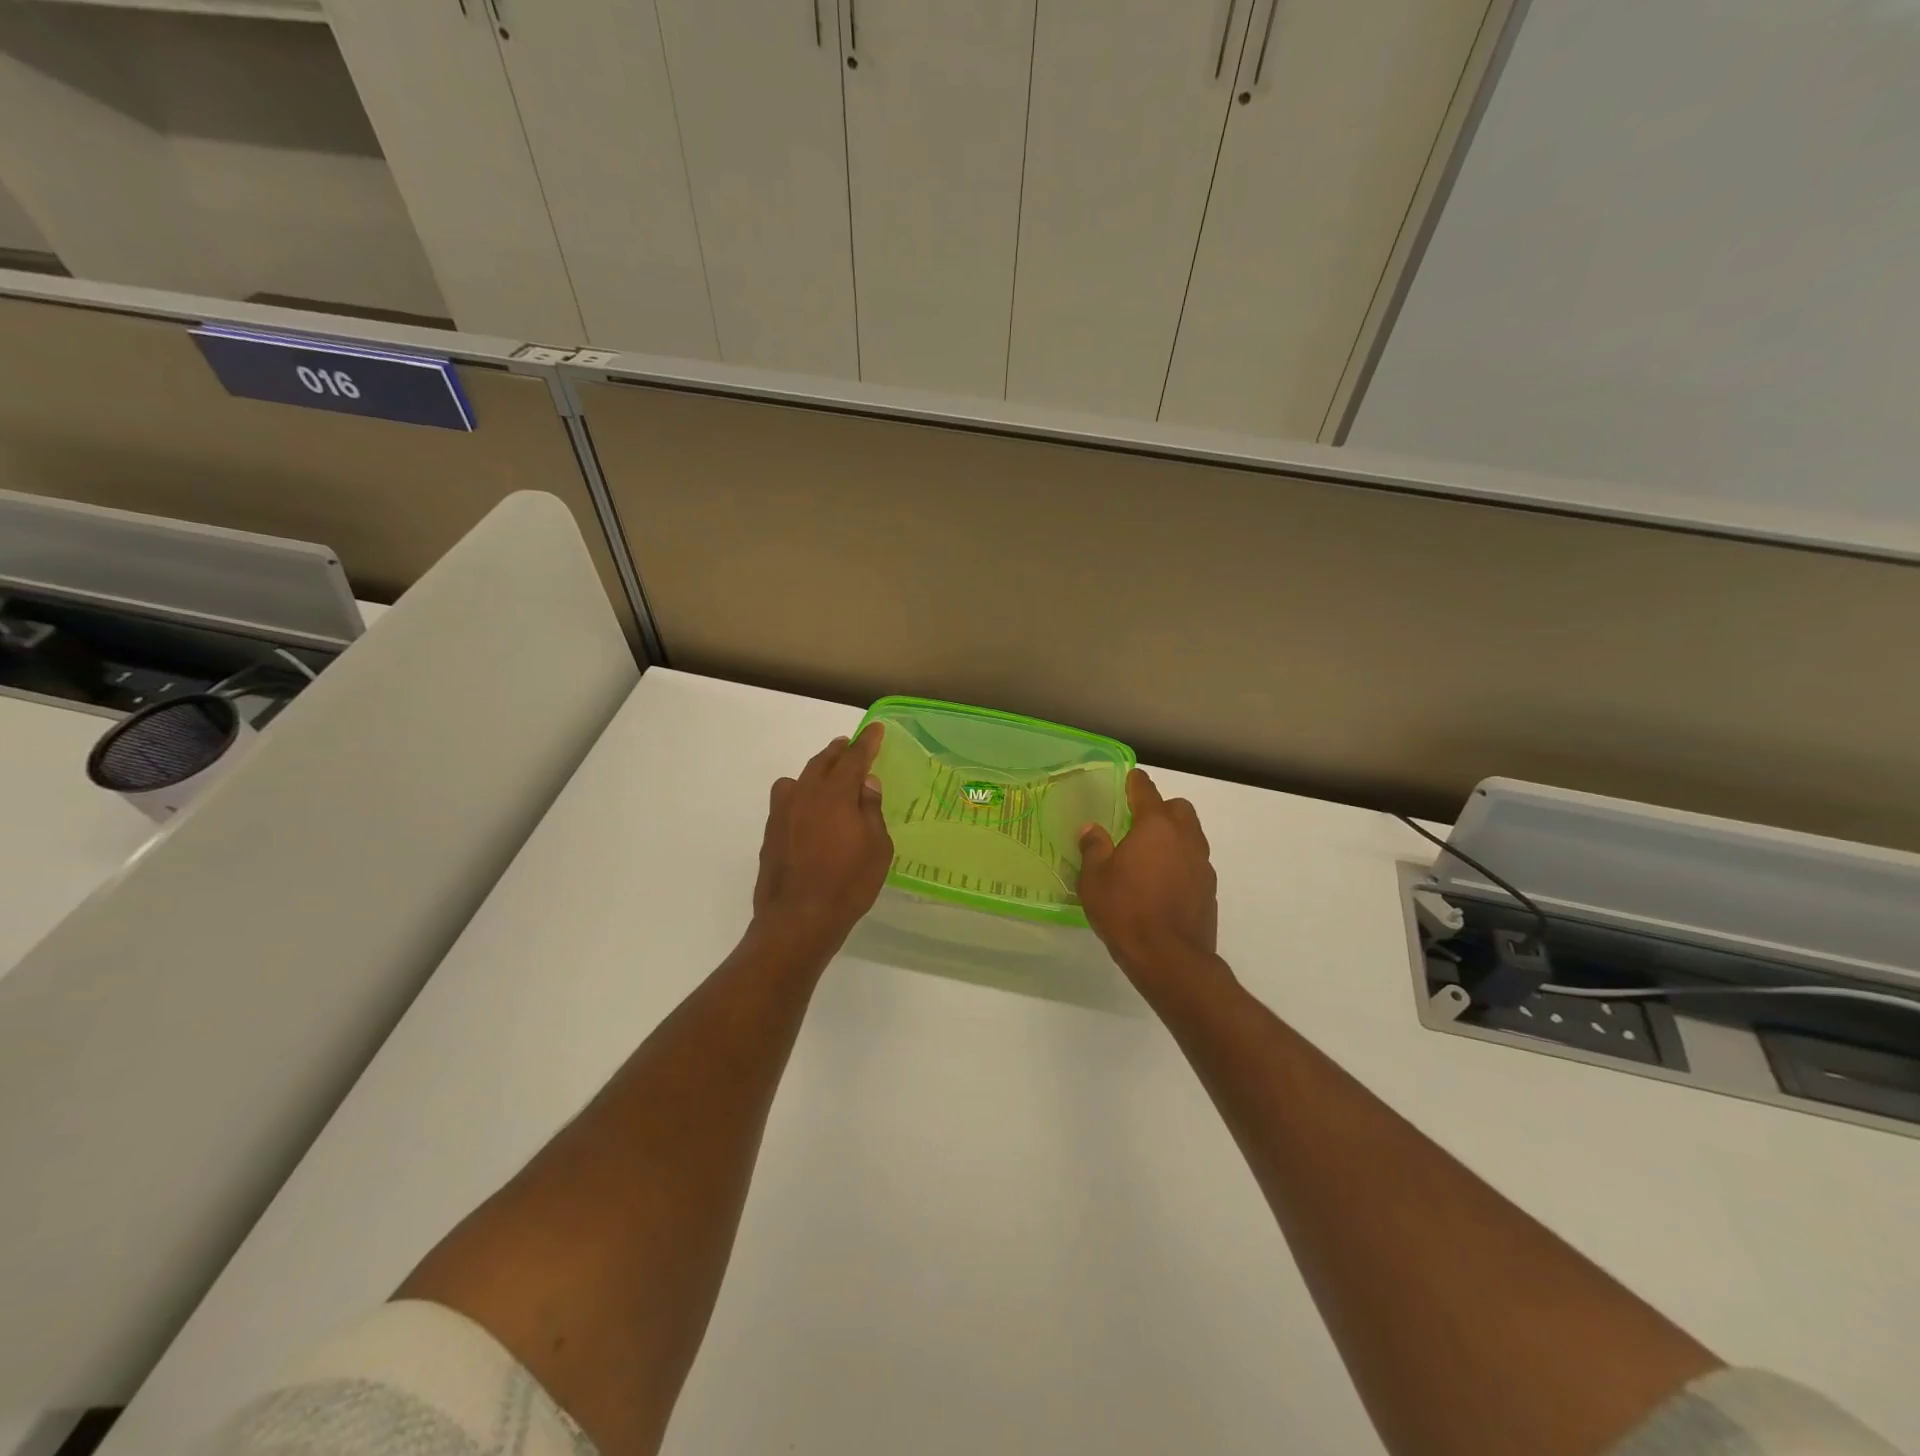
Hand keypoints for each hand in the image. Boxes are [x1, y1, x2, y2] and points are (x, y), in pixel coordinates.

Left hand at [751, 724, 892, 957]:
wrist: (798, 919)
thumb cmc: (847, 884)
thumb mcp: (877, 847)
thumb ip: (871, 810)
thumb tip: (866, 784)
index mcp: (835, 793)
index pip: (854, 758)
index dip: (867, 742)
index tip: (876, 729)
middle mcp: (805, 794)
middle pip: (823, 762)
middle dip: (839, 751)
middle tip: (849, 745)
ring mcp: (782, 812)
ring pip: (800, 779)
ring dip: (816, 771)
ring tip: (827, 775)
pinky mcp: (770, 832)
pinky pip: (787, 800)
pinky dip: (800, 795)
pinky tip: (808, 810)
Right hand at [1078, 769, 1221, 994]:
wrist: (1170, 959)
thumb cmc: (1126, 910)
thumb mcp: (1095, 879)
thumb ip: (1094, 848)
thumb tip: (1092, 829)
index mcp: (1155, 827)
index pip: (1146, 792)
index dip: (1136, 782)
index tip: (1131, 777)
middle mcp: (1185, 838)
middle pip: (1179, 809)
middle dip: (1162, 809)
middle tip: (1139, 823)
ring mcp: (1202, 865)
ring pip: (1191, 836)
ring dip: (1174, 837)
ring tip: (1150, 855)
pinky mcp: (1209, 890)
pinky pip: (1195, 864)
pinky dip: (1181, 864)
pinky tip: (1163, 884)